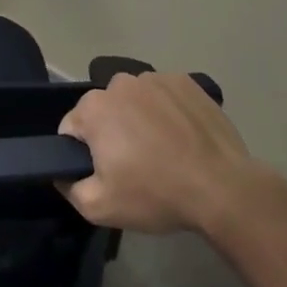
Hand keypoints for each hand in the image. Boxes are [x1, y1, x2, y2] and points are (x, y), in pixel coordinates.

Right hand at [58, 72, 271, 234]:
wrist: (223, 189)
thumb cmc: (156, 195)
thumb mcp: (99, 207)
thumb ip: (68, 187)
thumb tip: (62, 173)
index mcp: (93, 108)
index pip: (72, 129)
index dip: (83, 154)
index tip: (106, 173)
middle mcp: (119, 83)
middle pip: (104, 110)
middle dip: (112, 133)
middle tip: (135, 165)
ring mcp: (155, 78)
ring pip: (134, 100)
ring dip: (139, 119)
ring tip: (163, 151)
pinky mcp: (186, 82)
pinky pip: (164, 95)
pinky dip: (167, 111)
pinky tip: (183, 137)